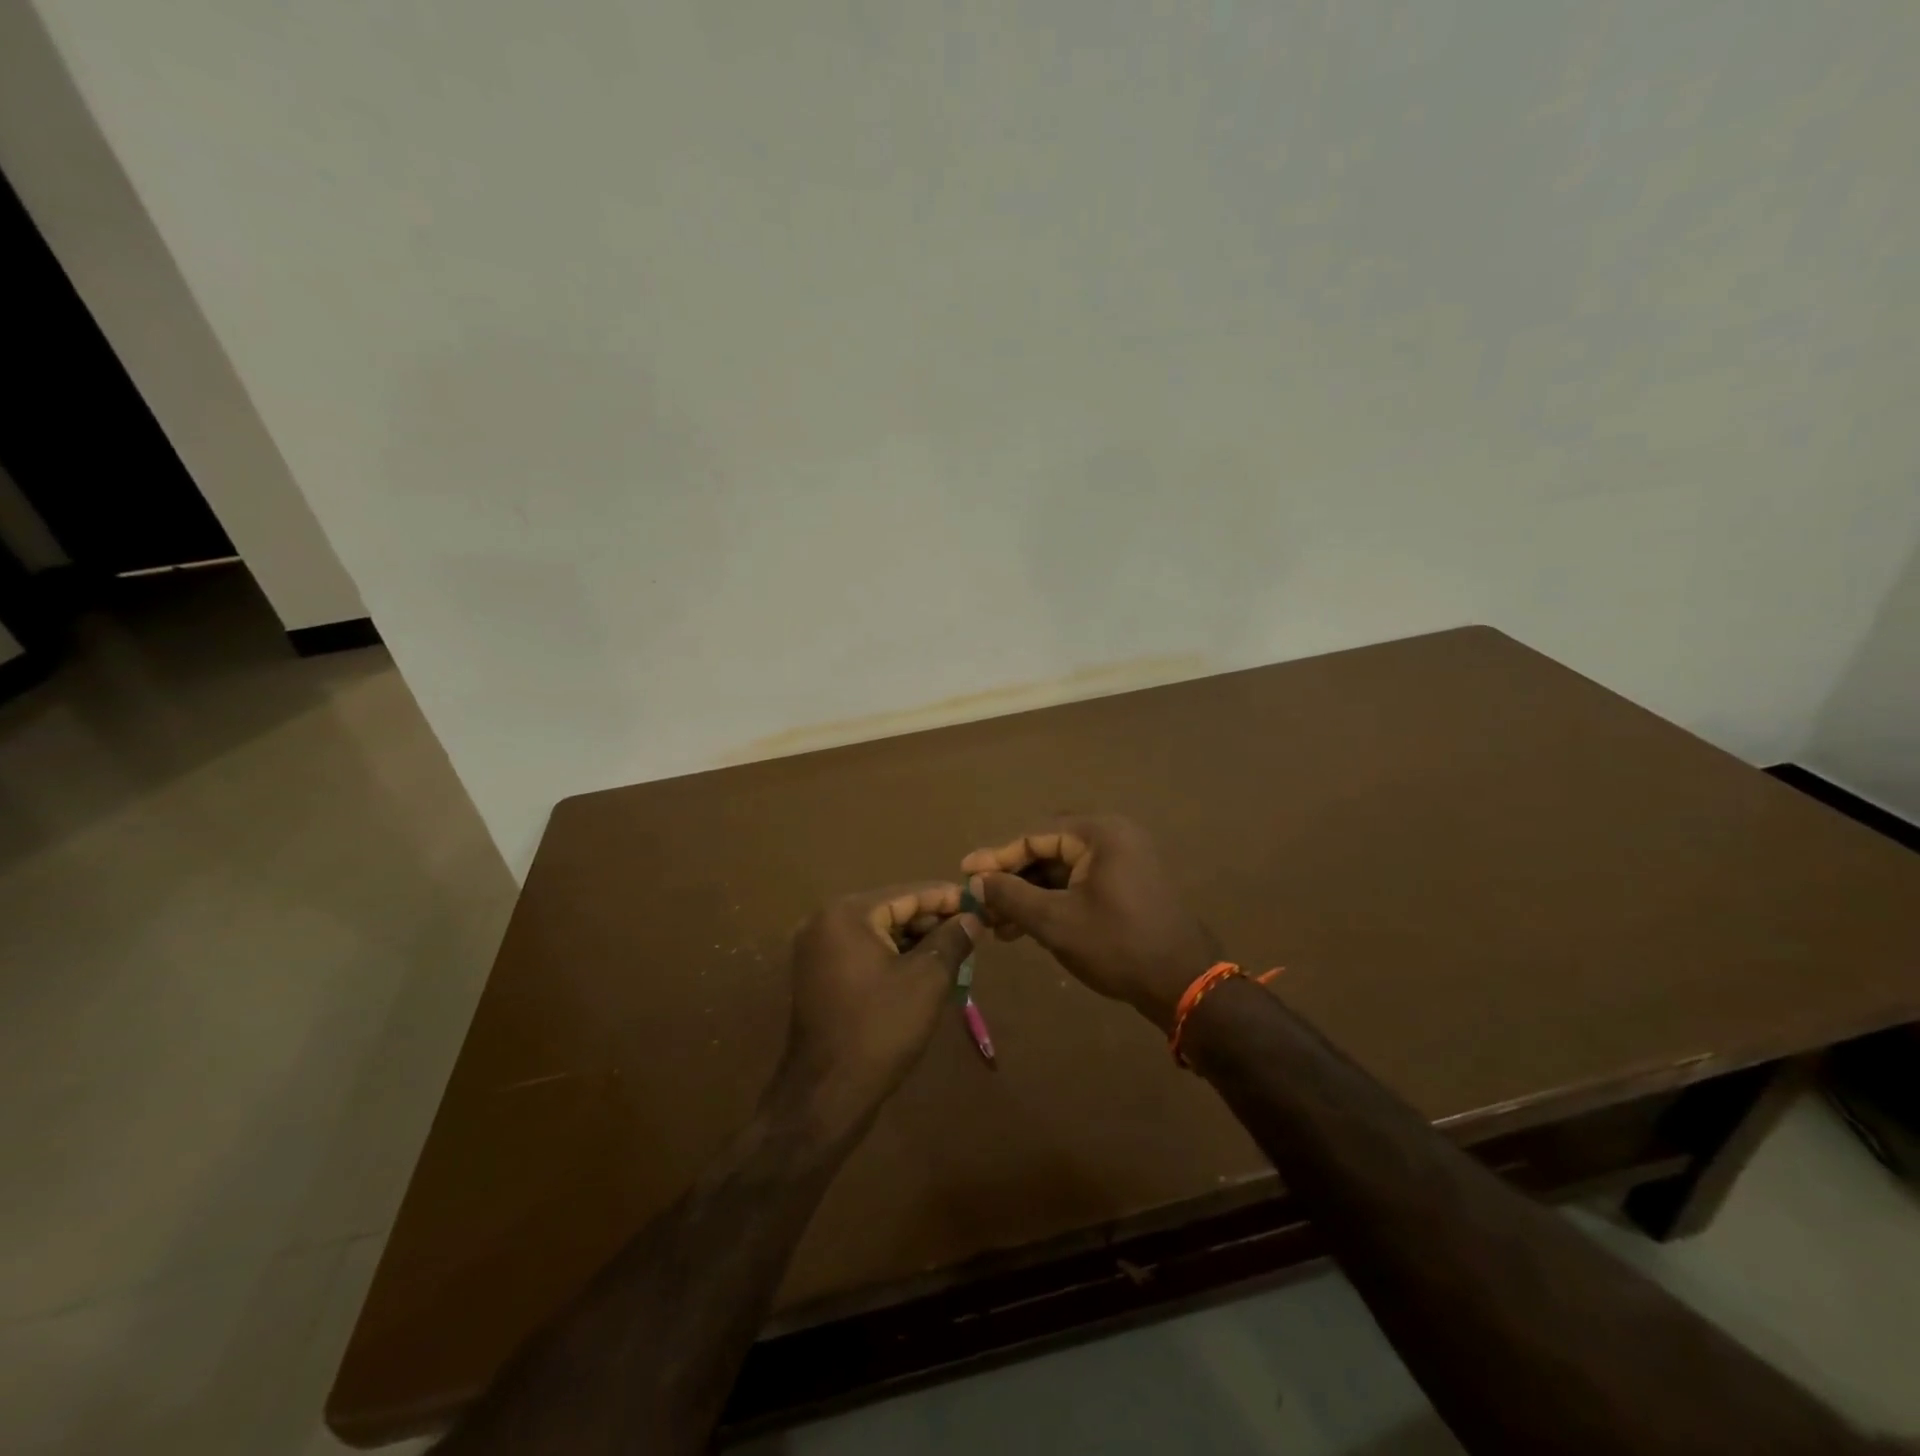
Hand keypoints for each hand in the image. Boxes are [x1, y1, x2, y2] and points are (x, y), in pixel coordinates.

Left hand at [772, 883, 980, 1141]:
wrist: (827, 1095)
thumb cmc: (880, 1029)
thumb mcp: (927, 979)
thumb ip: (953, 939)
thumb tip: (973, 917)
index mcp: (847, 914)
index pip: (908, 893)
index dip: (948, 898)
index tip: (981, 903)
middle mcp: (825, 922)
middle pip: (891, 910)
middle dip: (932, 921)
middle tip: (972, 932)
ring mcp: (817, 951)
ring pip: (879, 933)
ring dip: (915, 941)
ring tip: (956, 952)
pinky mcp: (819, 977)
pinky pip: (864, 954)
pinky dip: (894, 958)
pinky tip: (925, 971)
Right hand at [961, 815, 1216, 1031]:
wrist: (1184, 984)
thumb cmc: (1117, 945)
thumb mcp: (1056, 921)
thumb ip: (1012, 895)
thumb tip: (977, 880)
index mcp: (1100, 833)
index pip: (1035, 836)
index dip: (996, 856)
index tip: (964, 873)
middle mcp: (1113, 837)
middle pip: (1047, 851)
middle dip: (1012, 879)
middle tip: (979, 900)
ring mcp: (1124, 861)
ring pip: (1062, 871)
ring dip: (1029, 895)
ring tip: (997, 925)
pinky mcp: (1127, 885)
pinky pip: (1079, 883)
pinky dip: (1053, 901)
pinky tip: (1026, 927)